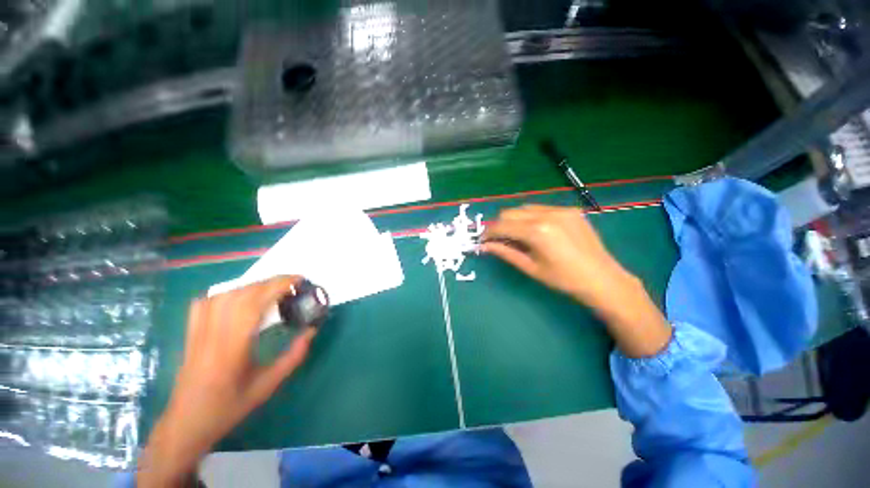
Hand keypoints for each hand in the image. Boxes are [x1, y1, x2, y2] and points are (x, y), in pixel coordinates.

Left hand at [138, 276, 316, 486]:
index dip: (277, 286)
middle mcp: (213, 333)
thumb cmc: (229, 406)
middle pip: (242, 294)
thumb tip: (311, 330)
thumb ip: (293, 356)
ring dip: (253, 286)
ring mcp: (198, 331)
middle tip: (293, 283)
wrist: (187, 423)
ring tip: (272, 289)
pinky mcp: (191, 332)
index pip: (254, 303)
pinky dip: (226, 293)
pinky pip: (207, 302)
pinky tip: (239, 297)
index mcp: (232, 347)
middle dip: (270, 282)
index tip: (299, 280)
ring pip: (224, 294)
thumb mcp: (268, 385)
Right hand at [482, 205, 670, 357]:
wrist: (603, 279)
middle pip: (510, 212)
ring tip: (515, 236)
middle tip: (497, 240)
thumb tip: (484, 246)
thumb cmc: (563, 279)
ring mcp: (560, 210)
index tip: (482, 240)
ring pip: (524, 208)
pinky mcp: (569, 210)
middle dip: (499, 225)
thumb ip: (505, 252)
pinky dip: (529, 217)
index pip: (502, 225)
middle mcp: (547, 214)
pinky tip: (534, 231)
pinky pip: (540, 209)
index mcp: (537, 231)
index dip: (488, 232)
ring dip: (514, 220)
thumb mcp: (530, 268)